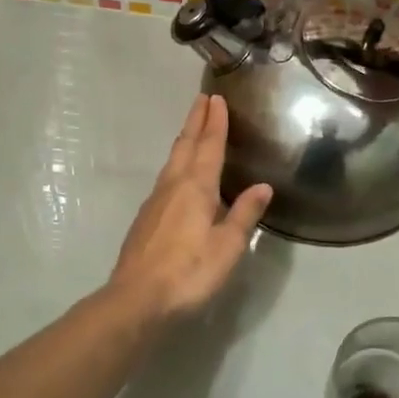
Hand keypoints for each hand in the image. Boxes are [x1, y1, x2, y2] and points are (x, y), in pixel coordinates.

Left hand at [108, 95, 271, 320]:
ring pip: (172, 160)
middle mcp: (173, 186)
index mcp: (196, 188)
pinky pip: (165, 177)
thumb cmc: (188, 273)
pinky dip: (177, 163)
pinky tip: (179, 174)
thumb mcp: (227, 247)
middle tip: (203, 100)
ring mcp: (155, 201)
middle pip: (185, 145)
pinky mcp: (146, 218)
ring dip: (184, 140)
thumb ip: (244, 215)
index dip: (215, 122)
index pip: (208, 146)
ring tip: (192, 129)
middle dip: (195, 121)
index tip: (217, 99)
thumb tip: (262, 186)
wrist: (136, 299)